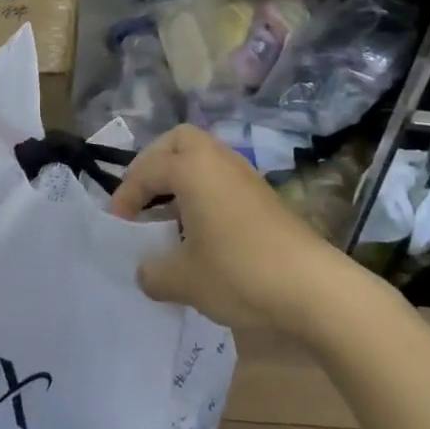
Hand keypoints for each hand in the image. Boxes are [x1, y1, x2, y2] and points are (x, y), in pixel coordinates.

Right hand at [110, 125, 339, 333]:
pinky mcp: (262, 193)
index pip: (147, 170)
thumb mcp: (185, 280)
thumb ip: (154, 273)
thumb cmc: (239, 272)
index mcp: (191, 167)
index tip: (117, 225)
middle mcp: (217, 159)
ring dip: (180, 177)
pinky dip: (202, 190)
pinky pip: (220, 176)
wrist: (312, 286)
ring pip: (203, 157)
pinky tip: (200, 228)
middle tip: (142, 196)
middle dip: (154, 163)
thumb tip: (144, 271)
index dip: (126, 195)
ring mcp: (244, 174)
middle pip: (178, 141)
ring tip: (167, 214)